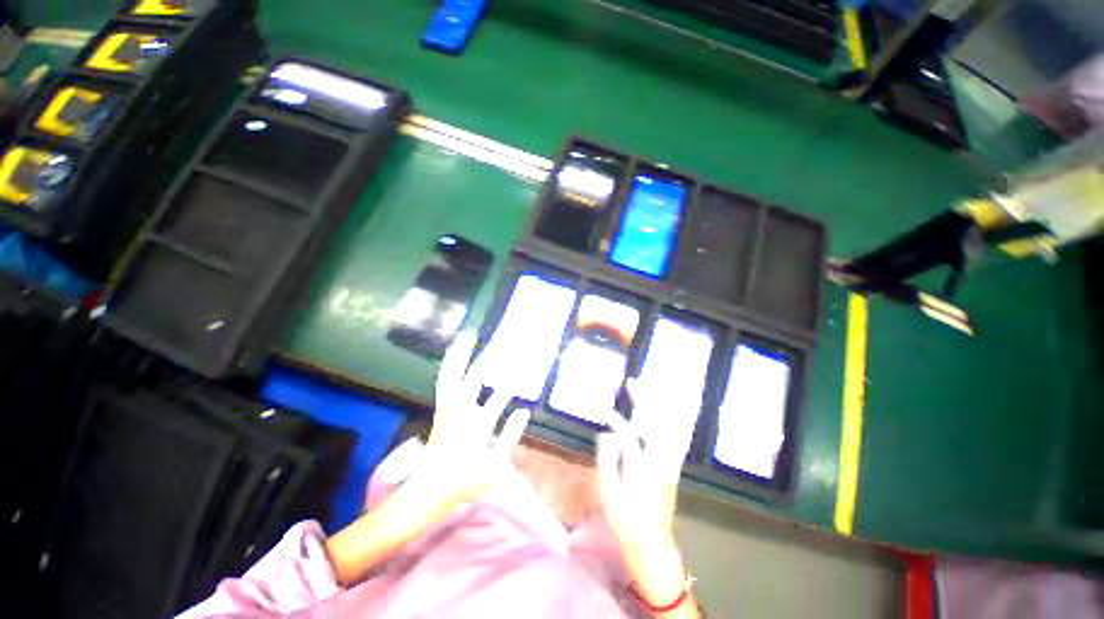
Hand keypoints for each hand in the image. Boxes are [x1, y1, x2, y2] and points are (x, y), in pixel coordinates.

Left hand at [419, 332, 530, 505]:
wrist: (430, 489)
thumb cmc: (466, 478)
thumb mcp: (495, 464)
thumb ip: (510, 436)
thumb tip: (524, 410)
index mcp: (478, 424)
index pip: (500, 396)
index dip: (514, 380)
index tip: (525, 365)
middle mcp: (462, 410)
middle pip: (475, 377)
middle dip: (489, 357)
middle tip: (499, 340)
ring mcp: (449, 407)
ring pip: (454, 374)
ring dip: (462, 355)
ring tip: (468, 336)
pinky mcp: (441, 408)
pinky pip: (443, 381)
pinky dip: (448, 365)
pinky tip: (453, 354)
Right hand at [596, 377, 700, 610]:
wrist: (652, 543)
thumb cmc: (625, 519)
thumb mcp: (608, 493)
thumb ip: (606, 461)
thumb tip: (605, 436)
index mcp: (639, 468)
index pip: (627, 434)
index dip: (615, 420)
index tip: (604, 408)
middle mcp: (658, 461)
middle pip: (653, 423)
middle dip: (643, 399)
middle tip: (633, 382)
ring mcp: (668, 463)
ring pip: (667, 427)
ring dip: (657, 406)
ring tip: (648, 390)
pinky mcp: (672, 468)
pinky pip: (674, 438)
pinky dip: (670, 421)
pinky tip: (665, 412)